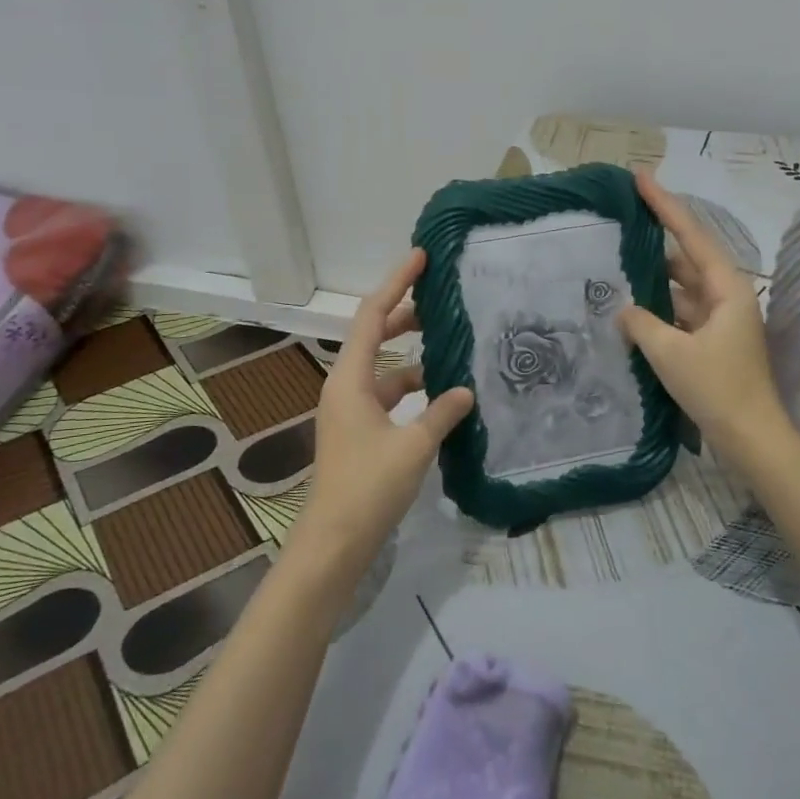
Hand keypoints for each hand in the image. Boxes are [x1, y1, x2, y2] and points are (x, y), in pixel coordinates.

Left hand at [290, 249, 474, 578]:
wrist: (334, 541)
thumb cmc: (369, 487)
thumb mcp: (414, 446)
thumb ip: (442, 413)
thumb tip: (465, 390)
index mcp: (350, 378)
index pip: (372, 315)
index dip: (396, 282)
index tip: (421, 257)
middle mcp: (345, 386)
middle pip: (373, 335)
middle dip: (405, 313)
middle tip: (441, 298)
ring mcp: (350, 409)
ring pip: (383, 367)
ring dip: (412, 354)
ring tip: (450, 345)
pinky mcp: (359, 430)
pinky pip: (387, 394)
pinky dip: (412, 388)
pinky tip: (441, 396)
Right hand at [617, 169, 791, 463]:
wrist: (751, 437)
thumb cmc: (717, 389)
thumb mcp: (671, 354)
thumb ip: (642, 323)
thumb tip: (624, 309)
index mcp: (726, 288)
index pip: (691, 235)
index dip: (665, 205)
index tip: (641, 177)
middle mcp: (727, 296)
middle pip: (688, 255)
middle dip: (658, 236)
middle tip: (623, 217)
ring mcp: (721, 320)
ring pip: (682, 286)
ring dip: (654, 275)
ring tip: (619, 259)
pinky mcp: (712, 341)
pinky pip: (680, 311)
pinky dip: (658, 306)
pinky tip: (632, 306)